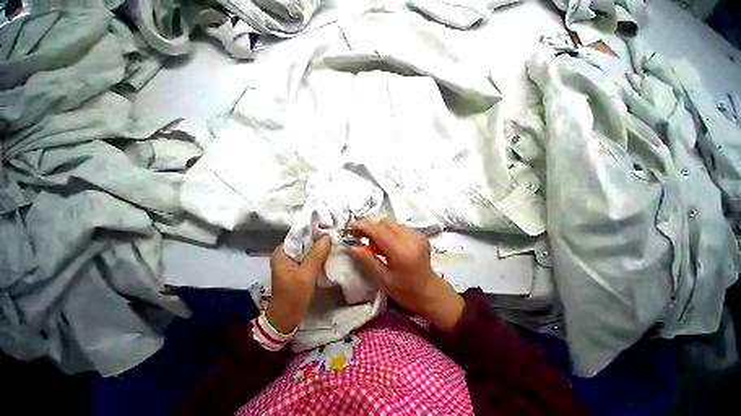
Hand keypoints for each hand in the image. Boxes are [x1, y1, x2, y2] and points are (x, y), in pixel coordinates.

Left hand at [265, 236, 330, 333]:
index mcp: (282, 252)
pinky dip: (319, 255)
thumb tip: (328, 236)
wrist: (286, 318)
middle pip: (305, 241)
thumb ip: (317, 255)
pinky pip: (310, 256)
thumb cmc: (293, 296)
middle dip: (319, 239)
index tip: (330, 228)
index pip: (300, 235)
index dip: (315, 231)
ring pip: (309, 249)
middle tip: (335, 235)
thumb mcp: (306, 275)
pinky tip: (329, 253)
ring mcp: (292, 260)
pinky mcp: (298, 267)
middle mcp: (286, 253)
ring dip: (320, 247)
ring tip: (334, 242)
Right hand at [349, 219, 463, 329]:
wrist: (429, 291)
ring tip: (375, 243)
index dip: (363, 226)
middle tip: (360, 236)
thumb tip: (352, 246)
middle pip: (384, 223)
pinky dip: (389, 231)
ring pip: (391, 223)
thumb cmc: (404, 290)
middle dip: (370, 227)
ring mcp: (417, 234)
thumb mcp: (382, 279)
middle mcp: (410, 238)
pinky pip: (399, 226)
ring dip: (379, 229)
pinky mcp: (420, 234)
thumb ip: (367, 260)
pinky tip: (388, 243)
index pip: (378, 231)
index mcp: (401, 251)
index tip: (351, 226)